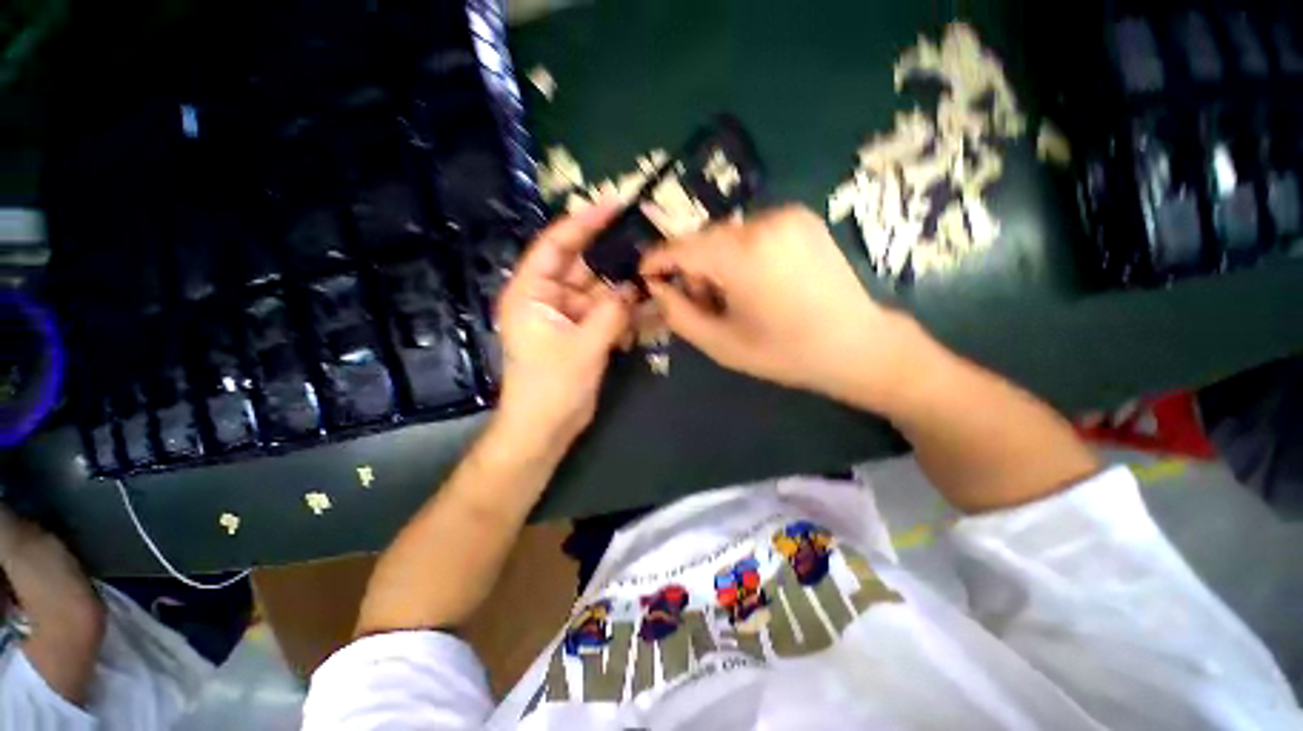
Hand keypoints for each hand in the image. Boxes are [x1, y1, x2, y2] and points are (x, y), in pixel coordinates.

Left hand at [494, 203, 635, 451]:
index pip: (557, 244)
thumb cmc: (551, 386)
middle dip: (614, 259)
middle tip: (648, 245)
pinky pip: (606, 314)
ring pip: (600, 292)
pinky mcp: (582, 333)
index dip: (584, 222)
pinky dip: (625, 312)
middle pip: (584, 267)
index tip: (614, 204)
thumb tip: (633, 287)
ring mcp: (567, 316)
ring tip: (656, 278)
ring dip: (625, 289)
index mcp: (532, 292)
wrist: (546, 428)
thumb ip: (611, 313)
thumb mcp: (583, 346)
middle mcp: (548, 298)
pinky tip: (649, 309)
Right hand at [640, 205, 927, 408]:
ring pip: (727, 235)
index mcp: (742, 256)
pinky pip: (753, 232)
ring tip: (734, 295)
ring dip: (717, 261)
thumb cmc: (785, 352)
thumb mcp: (721, 344)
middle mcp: (764, 223)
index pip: (682, 248)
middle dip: (693, 268)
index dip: (657, 260)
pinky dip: (742, 253)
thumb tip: (658, 288)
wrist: (857, 344)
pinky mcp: (803, 219)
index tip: (645, 275)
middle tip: (702, 302)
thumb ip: (679, 314)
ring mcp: (787, 216)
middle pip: (705, 239)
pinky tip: (757, 281)